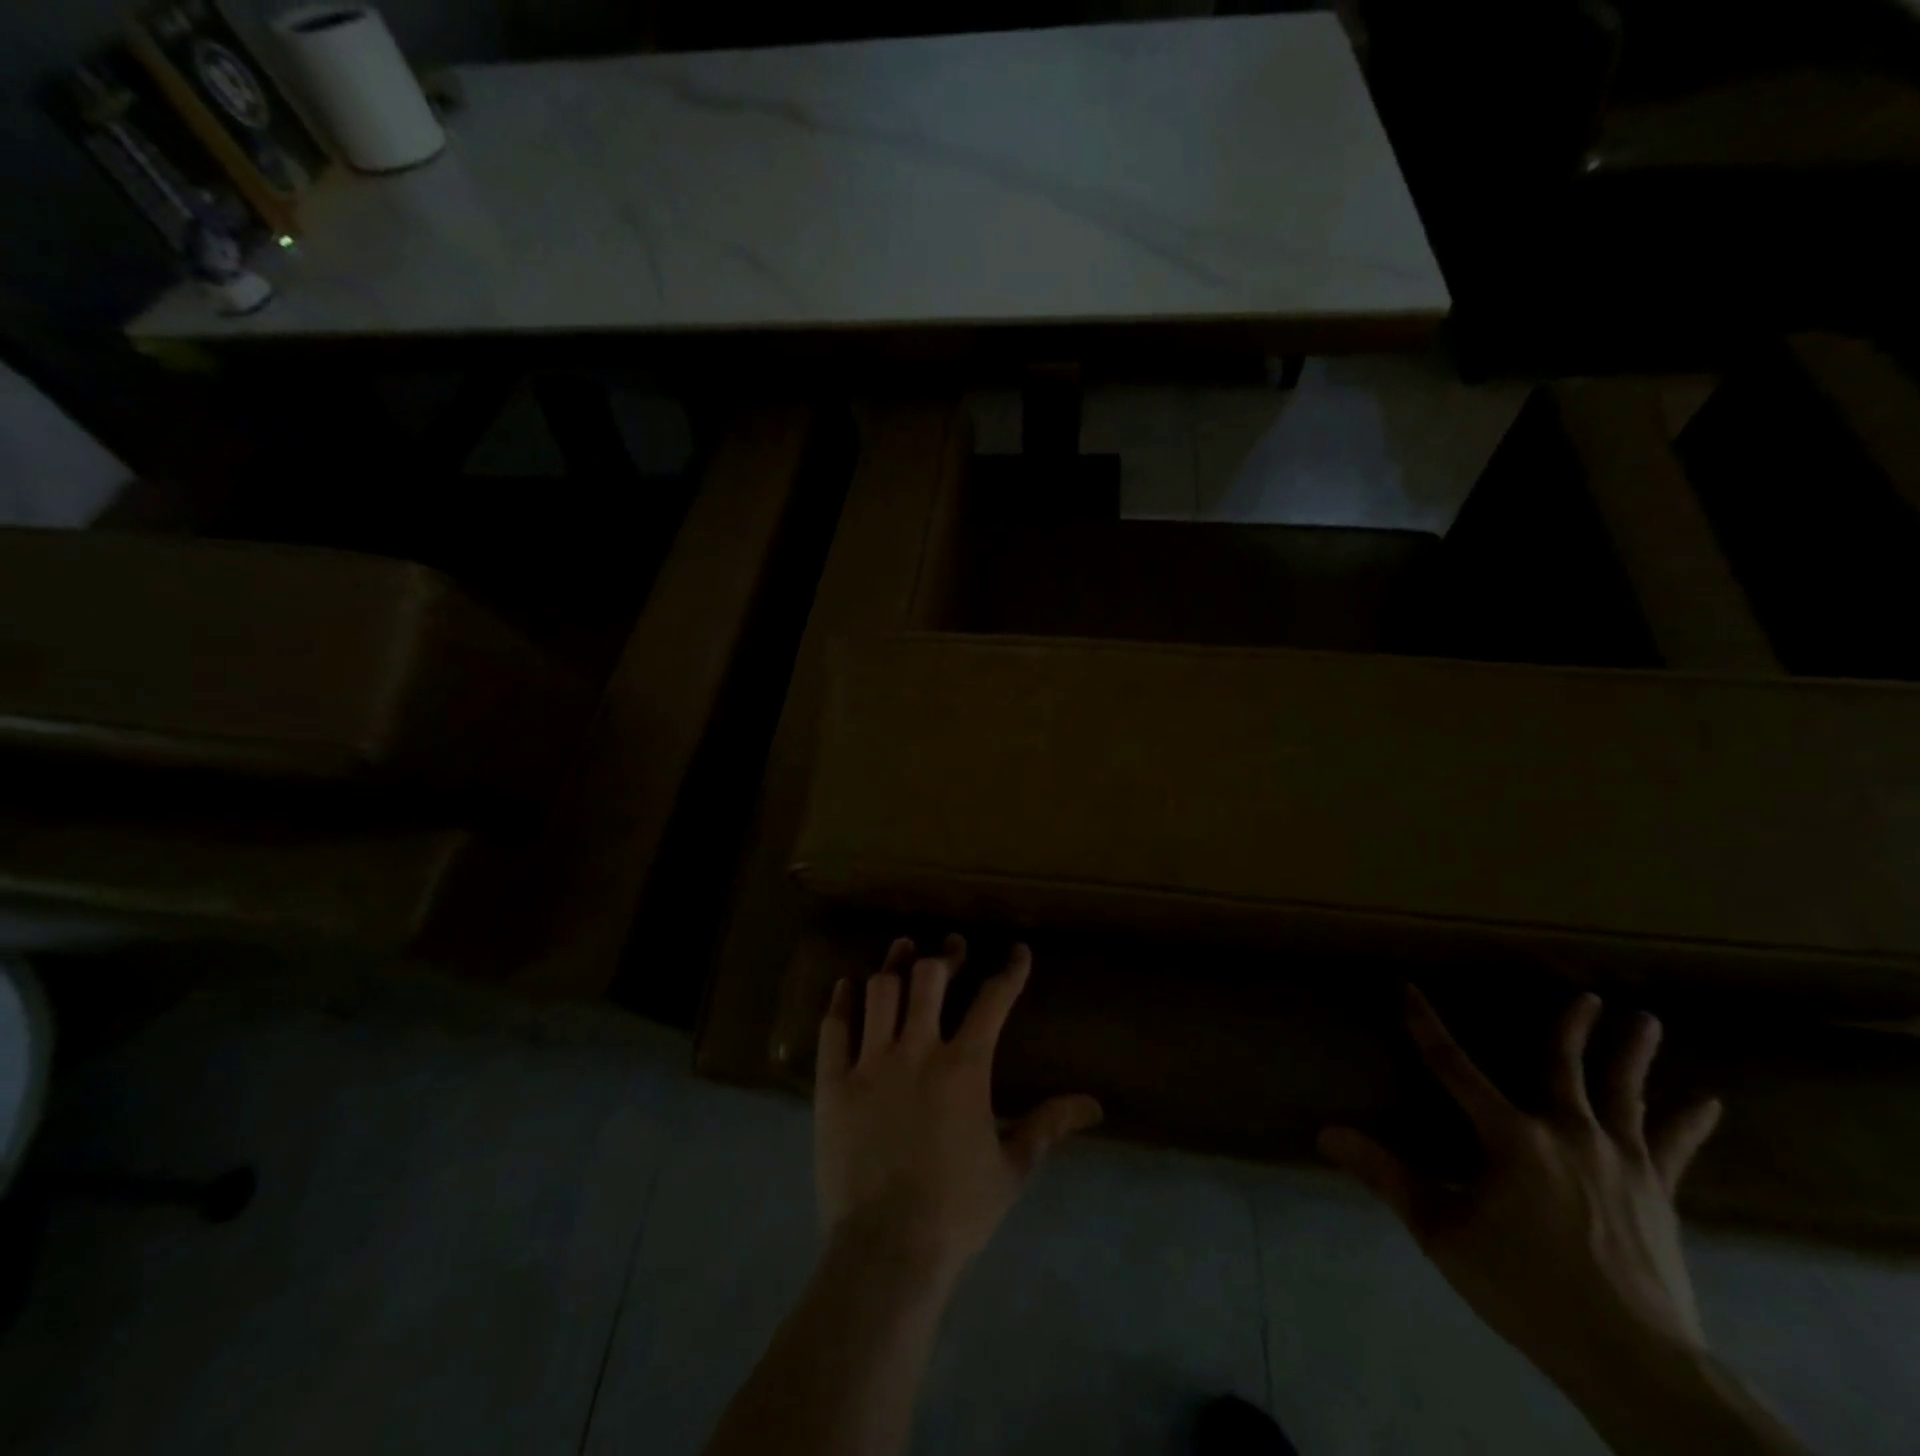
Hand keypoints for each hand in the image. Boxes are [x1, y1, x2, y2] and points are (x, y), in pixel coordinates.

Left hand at [815, 935, 1102, 1274]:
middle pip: (930, 978)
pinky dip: (842, 1000)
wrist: (886, 1251)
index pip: (993, 1001)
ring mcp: (870, 1063)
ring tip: (903, 949)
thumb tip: (1094, 1104)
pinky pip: (835, 1026)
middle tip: (952, 947)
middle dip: (946, 955)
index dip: (1009, 971)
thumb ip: (1048, 1126)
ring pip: (881, 990)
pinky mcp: (833, 1082)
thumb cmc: (956, 1211)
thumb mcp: (1012, 1169)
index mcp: (964, 1068)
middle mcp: (917, 1050)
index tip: (1017, 952)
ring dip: (895, 964)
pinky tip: (847, 984)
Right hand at [1319, 986, 1723, 1387]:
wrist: (1634, 1361)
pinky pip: (1674, 1147)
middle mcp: (1568, 1133)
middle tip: (1588, 995)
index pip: (1453, 1066)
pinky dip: (1689, 1122)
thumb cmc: (1526, 1288)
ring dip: (1632, 1055)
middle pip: (1565, 1068)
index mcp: (1511, 1137)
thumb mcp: (1441, 1231)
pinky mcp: (1657, 1194)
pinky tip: (1708, 1103)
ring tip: (1647, 1020)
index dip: (1425, 1025)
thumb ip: (1385, 1176)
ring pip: (1624, 1094)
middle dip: (1571, 1028)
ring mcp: (1621, 1162)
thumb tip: (1325, 1133)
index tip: (1408, 989)